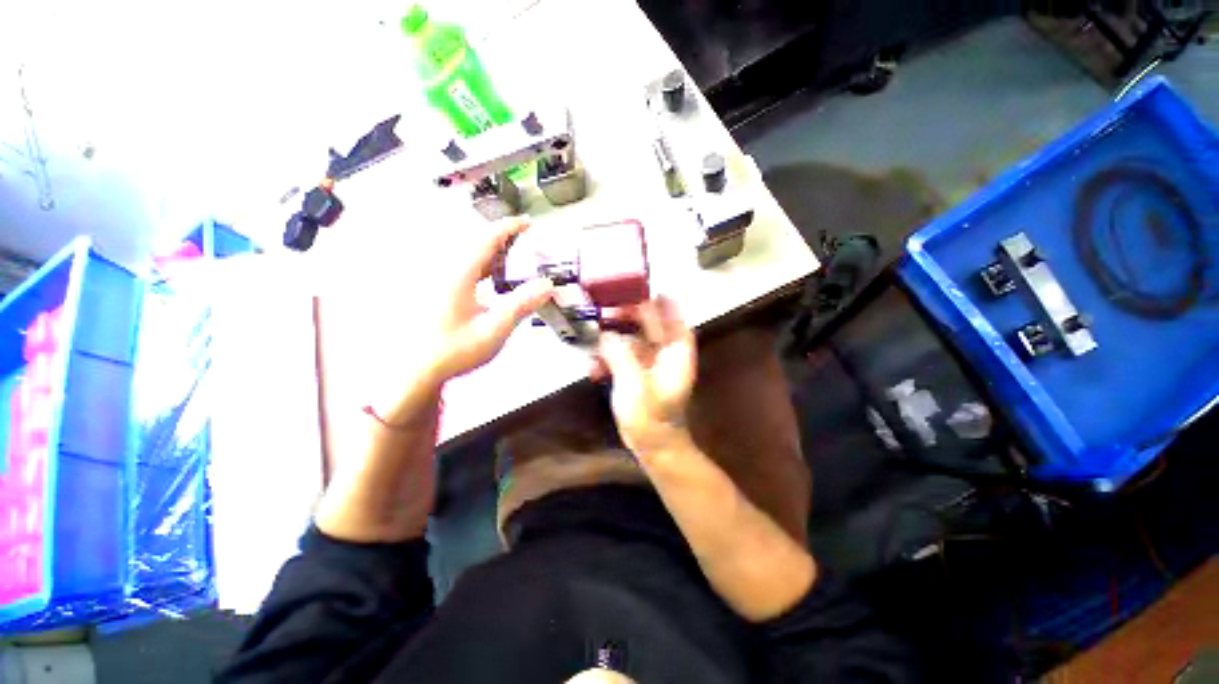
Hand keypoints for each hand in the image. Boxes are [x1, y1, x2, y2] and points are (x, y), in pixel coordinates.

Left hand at [425, 220, 555, 382]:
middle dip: (504, 238)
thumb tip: (547, 284)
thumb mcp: (495, 329)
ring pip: (472, 258)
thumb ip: (521, 305)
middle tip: (528, 242)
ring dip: (496, 253)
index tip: (528, 222)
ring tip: (518, 258)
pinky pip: (469, 271)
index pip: (486, 240)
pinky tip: (496, 282)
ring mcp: (444, 284)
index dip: (508, 228)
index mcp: (460, 276)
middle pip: (478, 245)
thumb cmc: (456, 349)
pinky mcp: (444, 294)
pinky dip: (487, 268)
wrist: (421, 370)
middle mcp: (450, 273)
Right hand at [596, 297, 696, 456]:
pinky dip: (607, 359)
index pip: (672, 313)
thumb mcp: (634, 385)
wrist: (653, 447)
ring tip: (591, 342)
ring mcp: (649, 362)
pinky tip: (592, 370)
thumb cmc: (651, 417)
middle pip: (647, 322)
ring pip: (630, 338)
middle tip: (600, 311)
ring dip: (611, 339)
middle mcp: (665, 351)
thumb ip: (620, 355)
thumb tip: (605, 333)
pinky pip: (621, 356)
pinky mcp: (636, 372)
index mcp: (676, 350)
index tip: (633, 287)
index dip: (656, 298)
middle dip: (624, 314)